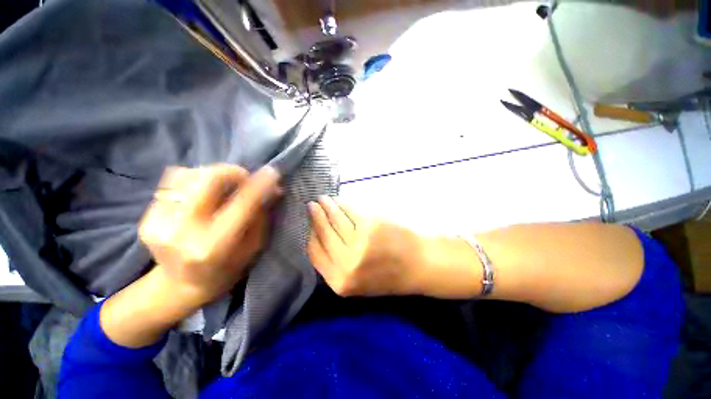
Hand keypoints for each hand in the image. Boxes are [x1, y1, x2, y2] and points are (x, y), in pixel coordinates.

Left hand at [138, 164, 280, 307]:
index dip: (259, 184)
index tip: (272, 172)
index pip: (242, 204)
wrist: (180, 287)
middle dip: (232, 172)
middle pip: (208, 179)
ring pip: (189, 175)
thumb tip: (273, 189)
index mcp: (214, 246)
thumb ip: (262, 215)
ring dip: (213, 175)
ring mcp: (159, 224)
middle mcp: (182, 232)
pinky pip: (172, 182)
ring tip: (222, 188)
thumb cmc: (228, 268)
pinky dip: (193, 181)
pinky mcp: (146, 219)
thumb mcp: (253, 246)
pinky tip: (201, 194)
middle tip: (244, 178)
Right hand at [307, 196, 426, 296]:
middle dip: (315, 217)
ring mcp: (359, 242)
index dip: (310, 235)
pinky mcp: (371, 225)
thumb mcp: (358, 282)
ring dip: (327, 207)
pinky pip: (350, 211)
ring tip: (323, 199)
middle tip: (311, 205)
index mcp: (340, 281)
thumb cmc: (390, 274)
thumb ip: (336, 265)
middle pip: (323, 233)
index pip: (314, 252)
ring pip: (335, 220)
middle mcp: (346, 263)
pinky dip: (343, 204)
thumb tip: (319, 238)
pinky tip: (339, 200)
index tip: (309, 224)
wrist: (421, 266)